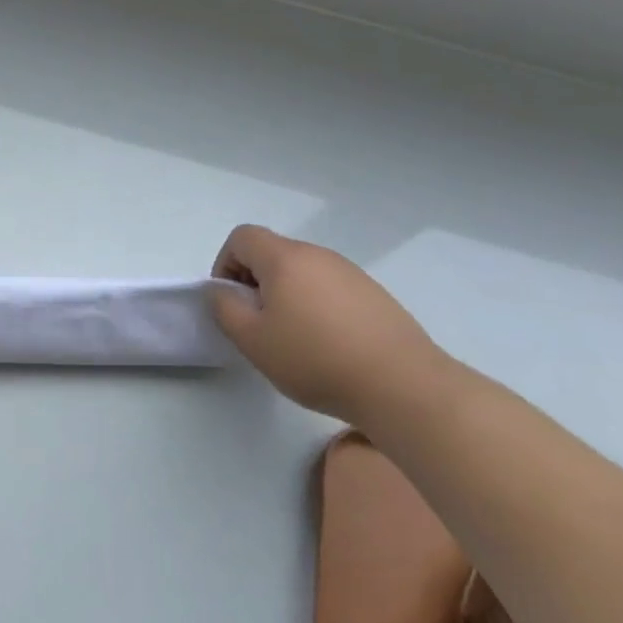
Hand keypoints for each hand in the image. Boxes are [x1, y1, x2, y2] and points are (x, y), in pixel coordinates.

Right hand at [208, 224, 449, 425]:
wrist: (403, 385)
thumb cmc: (315, 358)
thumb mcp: (252, 340)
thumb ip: (224, 308)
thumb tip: (220, 291)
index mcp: (284, 258)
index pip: (242, 237)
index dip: (225, 264)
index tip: (231, 301)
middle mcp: (318, 255)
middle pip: (273, 253)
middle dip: (256, 281)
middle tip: (258, 324)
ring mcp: (351, 273)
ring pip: (303, 272)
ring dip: (287, 295)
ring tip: (294, 338)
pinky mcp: (375, 295)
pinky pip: (331, 289)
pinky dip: (318, 306)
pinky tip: (329, 345)